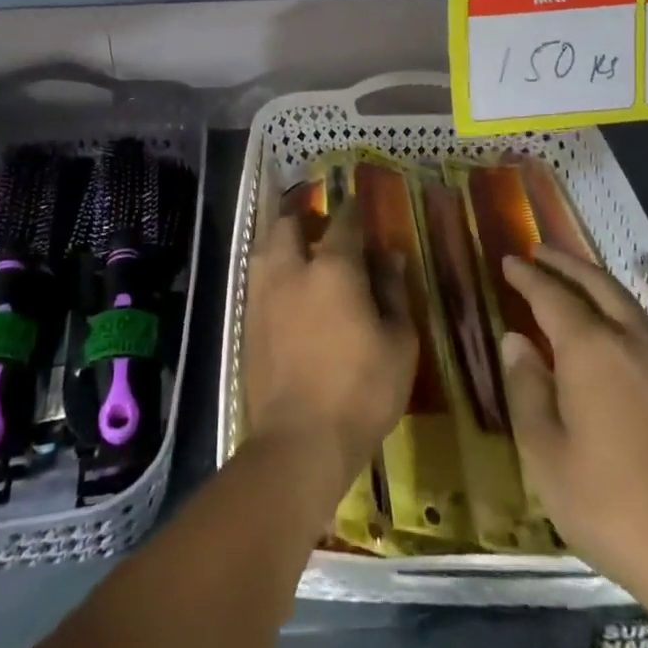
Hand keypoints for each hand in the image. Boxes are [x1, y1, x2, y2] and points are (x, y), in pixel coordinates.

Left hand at [243, 198, 416, 505]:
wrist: (299, 441)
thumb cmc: (361, 391)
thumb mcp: (399, 344)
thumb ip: (394, 293)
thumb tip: (390, 257)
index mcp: (334, 268)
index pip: (343, 222)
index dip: (352, 210)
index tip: (358, 206)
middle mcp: (292, 270)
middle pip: (289, 223)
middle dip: (304, 216)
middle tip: (320, 225)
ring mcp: (264, 295)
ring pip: (265, 247)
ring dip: (281, 239)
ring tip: (298, 249)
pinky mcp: (248, 321)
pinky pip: (257, 278)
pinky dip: (271, 270)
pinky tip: (285, 287)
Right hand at [499, 248, 647, 619]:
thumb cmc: (612, 506)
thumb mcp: (546, 455)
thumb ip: (527, 390)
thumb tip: (516, 341)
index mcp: (590, 350)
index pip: (551, 296)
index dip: (527, 277)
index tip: (507, 261)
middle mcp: (628, 341)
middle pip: (595, 284)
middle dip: (564, 264)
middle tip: (538, 251)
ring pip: (624, 301)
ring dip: (593, 280)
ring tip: (570, 276)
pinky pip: (641, 323)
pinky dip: (617, 305)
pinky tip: (609, 323)